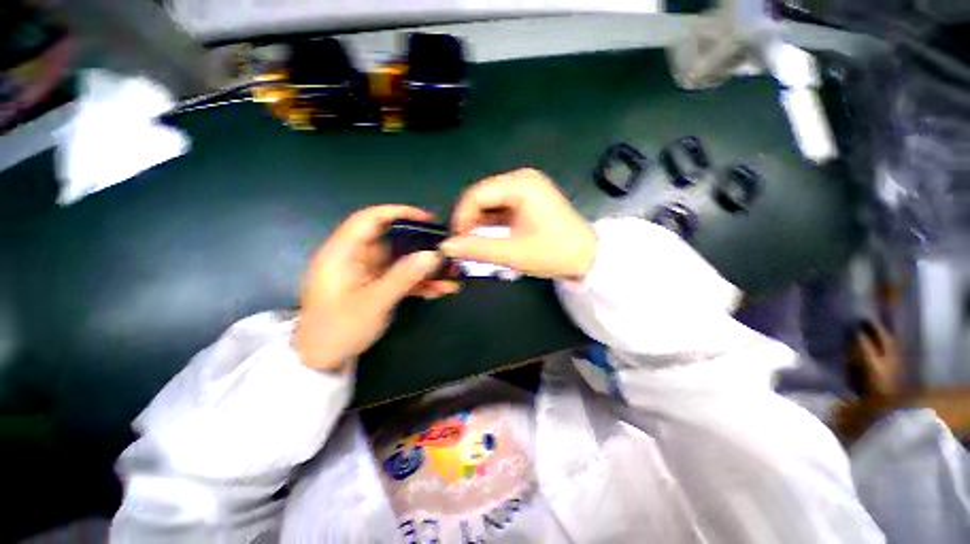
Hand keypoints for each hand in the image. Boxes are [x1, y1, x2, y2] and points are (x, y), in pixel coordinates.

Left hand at [296, 206, 458, 371]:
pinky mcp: (375, 285)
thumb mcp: (373, 304)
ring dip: (424, 268)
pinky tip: (439, 290)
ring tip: (451, 276)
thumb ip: (403, 277)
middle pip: (392, 240)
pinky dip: (418, 282)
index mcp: (343, 253)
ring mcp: (366, 272)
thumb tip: (432, 255)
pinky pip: (399, 277)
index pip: (369, 219)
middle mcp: (355, 257)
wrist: (321, 361)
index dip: (398, 213)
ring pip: (400, 261)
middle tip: (446, 251)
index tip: (427, 220)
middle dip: (421, 246)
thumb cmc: (337, 330)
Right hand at [441, 168, 596, 279]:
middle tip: (465, 245)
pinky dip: (492, 222)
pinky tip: (488, 236)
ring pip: (490, 202)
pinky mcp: (529, 199)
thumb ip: (477, 249)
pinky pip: (501, 207)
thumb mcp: (513, 254)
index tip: (457, 242)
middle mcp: (522, 179)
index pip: (476, 194)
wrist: (587, 257)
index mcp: (520, 184)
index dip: (461, 217)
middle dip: (470, 220)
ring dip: (480, 222)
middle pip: (482, 196)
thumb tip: (446, 247)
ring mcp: (526, 187)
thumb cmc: (554, 253)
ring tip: (475, 243)